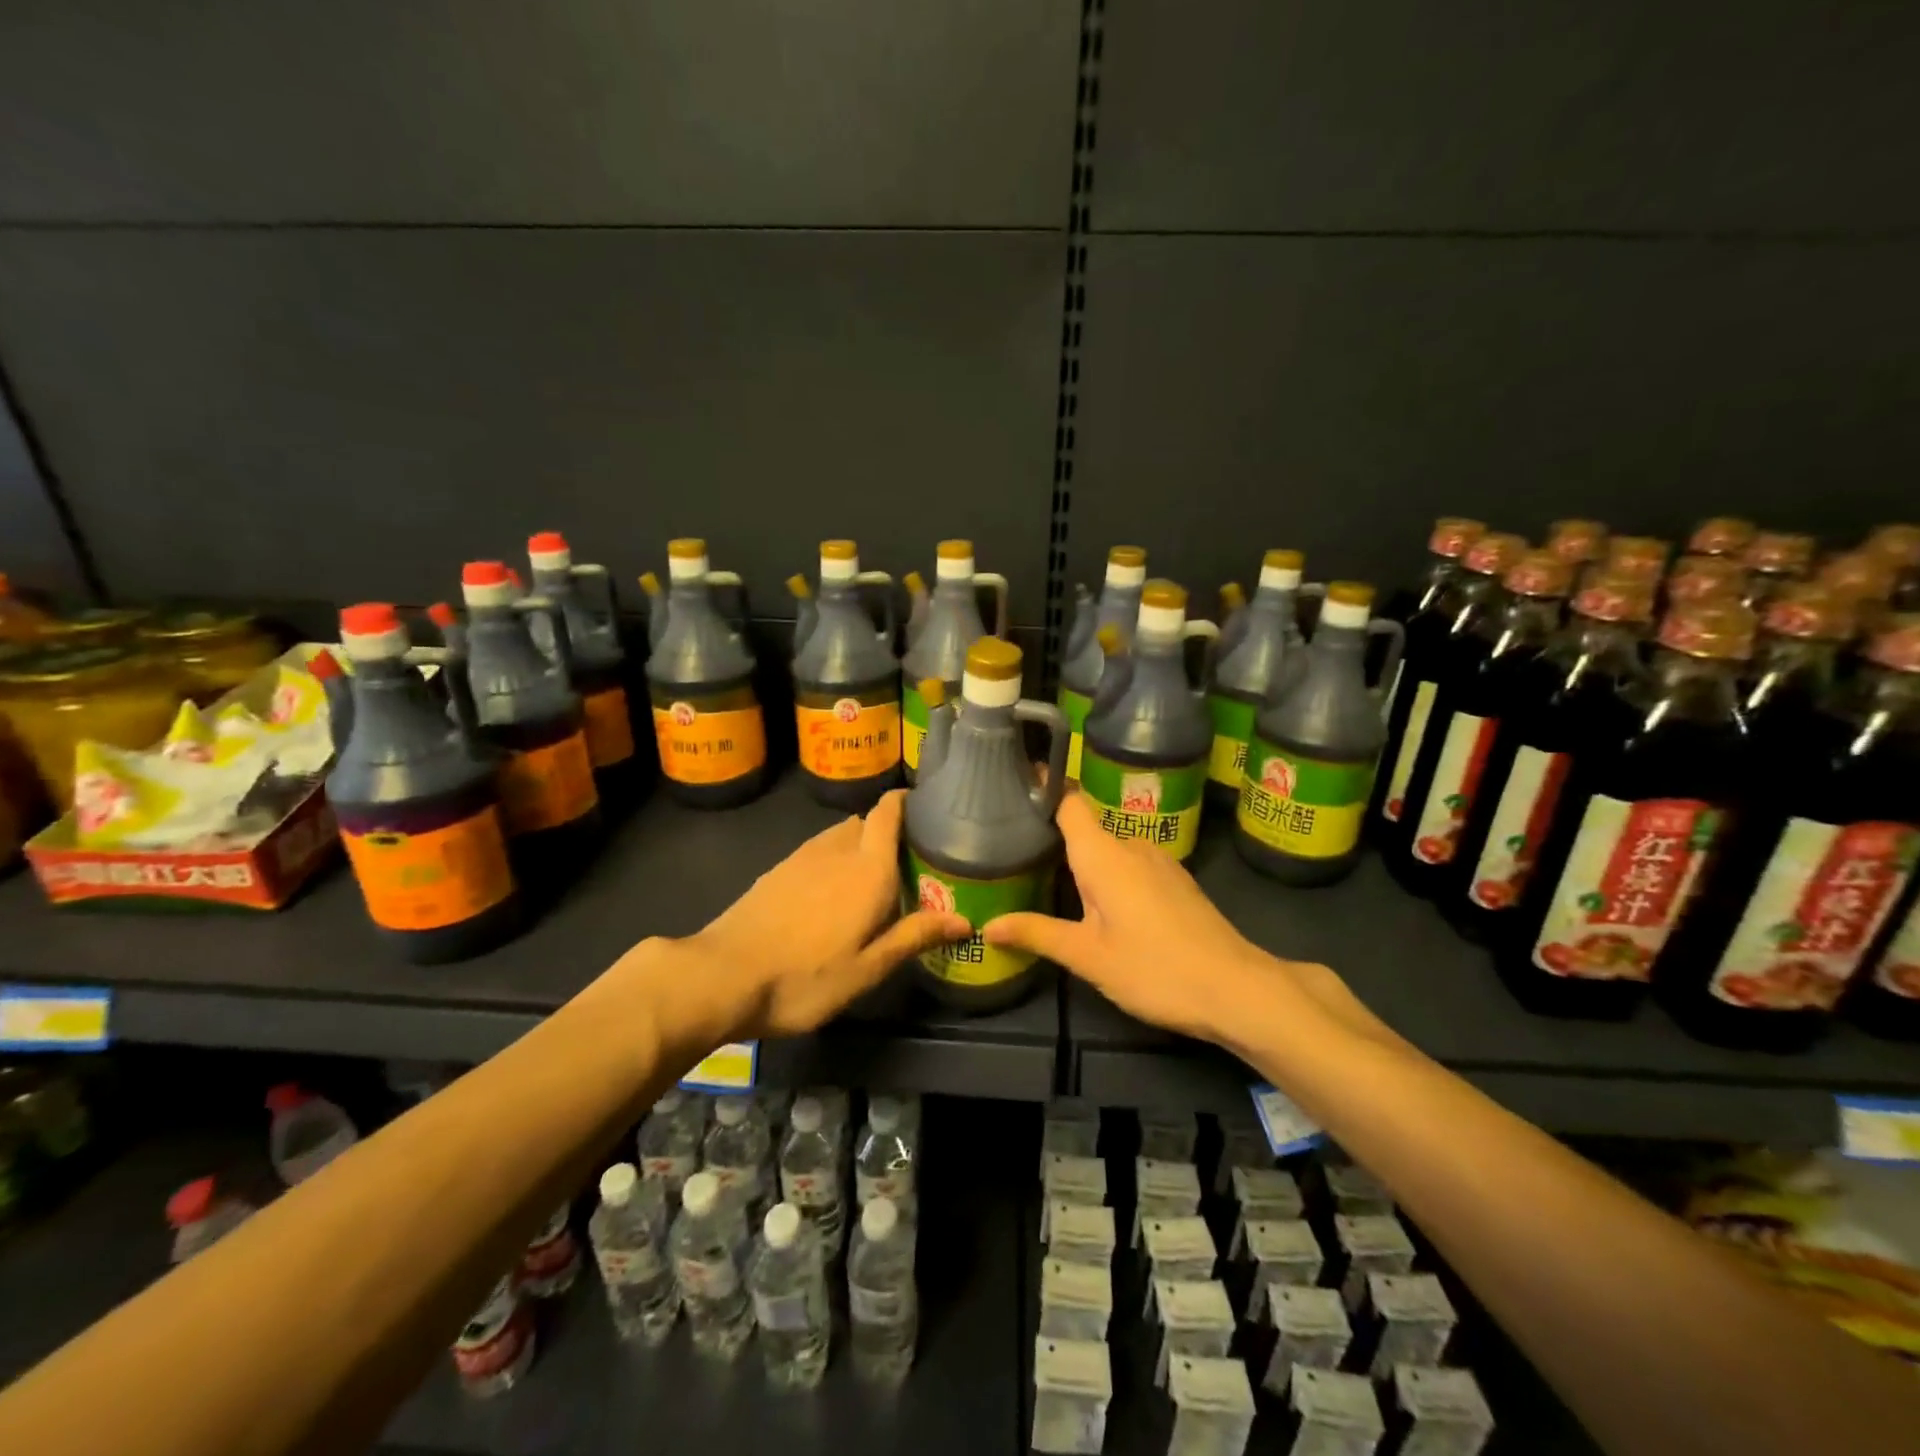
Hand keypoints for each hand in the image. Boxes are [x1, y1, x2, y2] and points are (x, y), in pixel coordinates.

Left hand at [674, 789, 967, 1039]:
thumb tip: (964, 919)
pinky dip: (833, 859)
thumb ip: (914, 937)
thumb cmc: (806, 977)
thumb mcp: (867, 969)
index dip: (907, 802)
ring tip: (870, 878)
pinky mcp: (777, 870)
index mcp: (868, 869)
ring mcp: (802, 856)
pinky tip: (829, 894)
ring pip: (840, 835)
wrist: (723, 975)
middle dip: (888, 832)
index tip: (927, 810)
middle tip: (908, 862)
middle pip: (867, 822)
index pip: (889, 812)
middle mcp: (838, 850)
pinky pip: (817, 850)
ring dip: (859, 845)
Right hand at [984, 793, 1381, 1046]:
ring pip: (1110, 849)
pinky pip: (1131, 863)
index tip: (1014, 784)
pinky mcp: (1176, 880)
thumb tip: (989, 925)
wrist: (1238, 989)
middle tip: (1016, 852)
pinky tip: (1101, 904)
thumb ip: (1038, 933)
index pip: (1068, 801)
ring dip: (1085, 861)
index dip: (1043, 788)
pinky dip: (1110, 874)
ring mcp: (1159, 861)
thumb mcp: (1088, 957)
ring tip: (1050, 879)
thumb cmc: (1155, 969)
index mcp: (1104, 854)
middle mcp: (1131, 845)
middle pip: (1086, 827)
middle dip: (1055, 838)